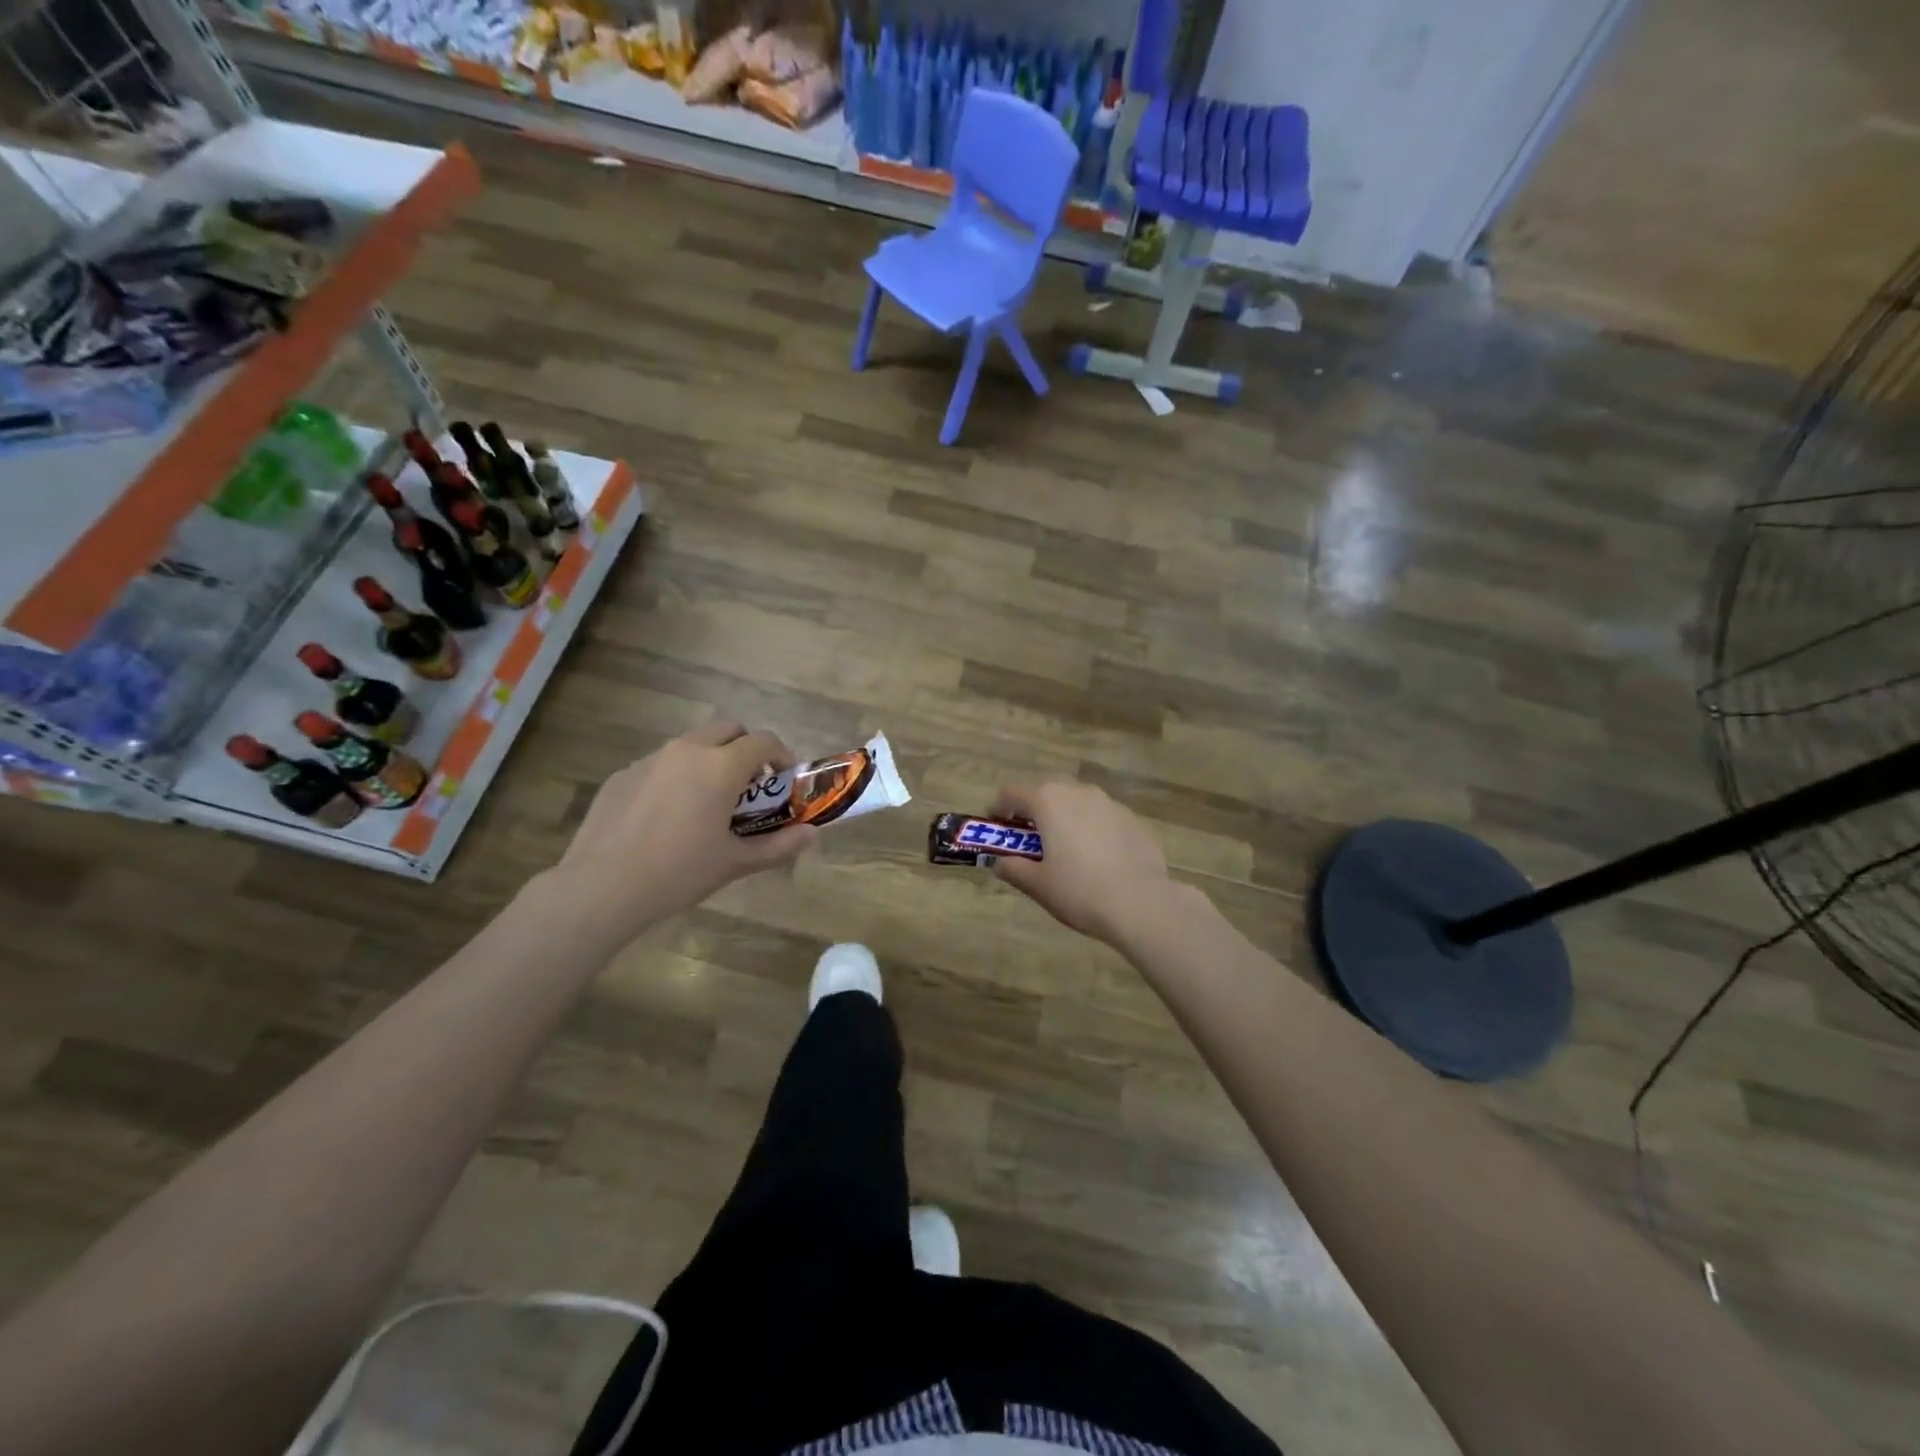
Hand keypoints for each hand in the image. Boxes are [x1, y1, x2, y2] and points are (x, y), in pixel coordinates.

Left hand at [536, 721, 816, 942]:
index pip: (764, 741)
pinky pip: (661, 764)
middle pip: (728, 730)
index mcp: (721, 766)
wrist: (601, 888)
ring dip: (711, 761)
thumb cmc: (679, 873)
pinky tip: (666, 818)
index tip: (783, 781)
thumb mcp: (735, 862)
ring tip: (707, 803)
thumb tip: (812, 835)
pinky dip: (677, 777)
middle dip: (746, 750)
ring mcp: (650, 759)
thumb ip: (779, 845)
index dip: (781, 756)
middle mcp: (687, 750)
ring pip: (692, 744)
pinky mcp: (622, 775)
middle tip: (749, 787)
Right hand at [988, 780, 1178, 947]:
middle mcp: (1078, 791)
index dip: (999, 807)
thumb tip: (1000, 863)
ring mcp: (1110, 803)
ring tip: (1065, 847)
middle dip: (1034, 809)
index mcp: (1048, 801)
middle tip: (1029, 837)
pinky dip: (1091, 828)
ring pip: (1077, 800)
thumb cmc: (1079, 891)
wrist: (1141, 903)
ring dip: (1064, 816)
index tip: (997, 826)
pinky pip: (1102, 816)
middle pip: (1047, 790)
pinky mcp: (1133, 819)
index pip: (1012, 792)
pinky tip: (1097, 857)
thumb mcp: (1037, 885)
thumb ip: (1013, 868)